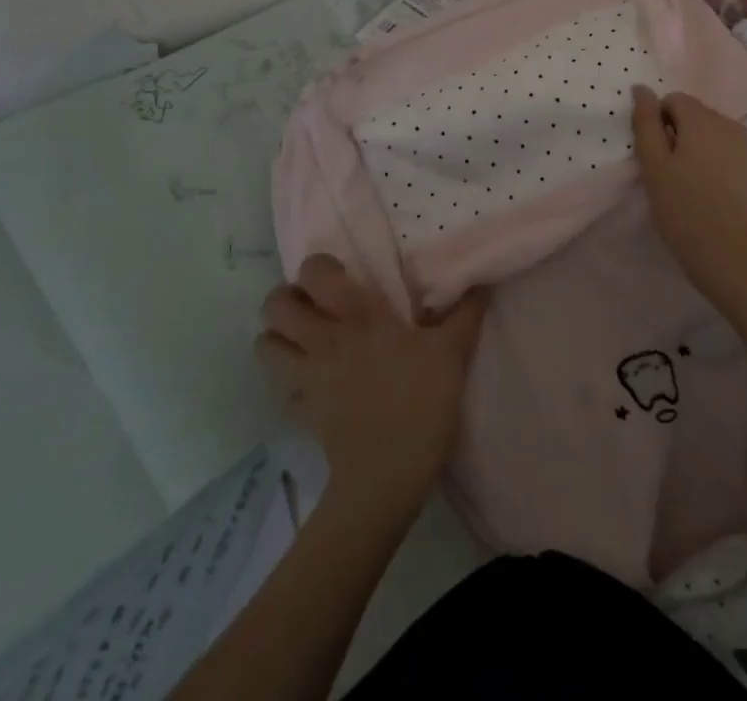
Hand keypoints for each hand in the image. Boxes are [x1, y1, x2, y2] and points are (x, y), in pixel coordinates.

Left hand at [257, 255, 486, 510]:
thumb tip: (480, 283)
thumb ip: (465, 314)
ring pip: (265, 344)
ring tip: (304, 339)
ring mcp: (306, 377)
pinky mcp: (301, 411)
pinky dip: (291, 381)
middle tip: (315, 305)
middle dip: (287, 299)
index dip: (318, 268)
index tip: (340, 277)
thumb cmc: (419, 403)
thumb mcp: (452, 354)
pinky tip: (314, 384)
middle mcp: (322, 338)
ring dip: (278, 337)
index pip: (314, 272)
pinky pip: (282, 388)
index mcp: (357, 315)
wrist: (386, 477)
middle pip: (275, 305)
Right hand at [631, 85, 746, 304]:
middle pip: (694, 114)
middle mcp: (728, 124)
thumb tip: (642, 88)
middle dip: (677, 133)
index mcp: (702, 119)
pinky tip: (709, 192)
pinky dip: (714, 162)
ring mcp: (746, 147)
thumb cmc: (683, 208)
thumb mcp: (653, 165)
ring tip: (688, 184)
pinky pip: (727, 152)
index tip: (655, 156)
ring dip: (695, 148)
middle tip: (667, 172)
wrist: (731, 256)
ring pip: (711, 133)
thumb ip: (645, 122)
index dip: (658, 123)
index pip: (672, 99)